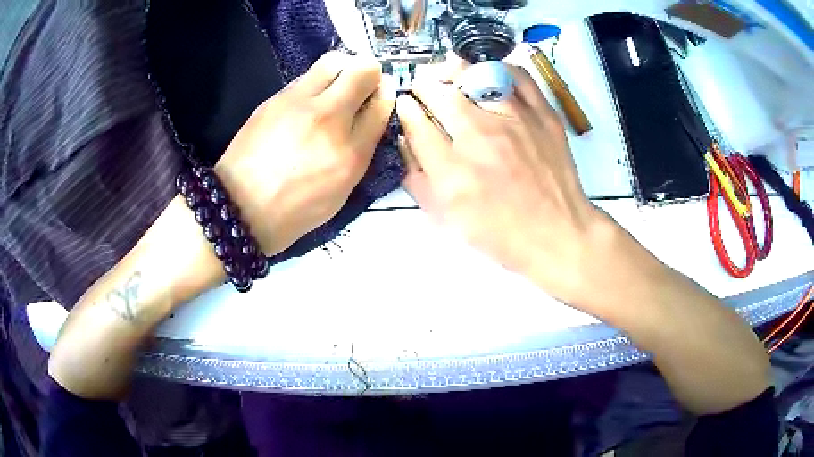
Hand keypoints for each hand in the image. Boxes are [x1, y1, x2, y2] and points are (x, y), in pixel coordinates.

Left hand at [215, 52, 395, 255]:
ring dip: (343, 68)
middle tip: (362, 84)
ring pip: (334, 61)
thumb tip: (368, 117)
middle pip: (363, 70)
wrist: (240, 207)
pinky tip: (307, 101)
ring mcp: (299, 104)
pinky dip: (315, 81)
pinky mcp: (276, 98)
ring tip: (335, 86)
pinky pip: (305, 76)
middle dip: (370, 71)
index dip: (386, 94)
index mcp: (350, 153)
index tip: (382, 91)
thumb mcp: (339, 192)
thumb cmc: (294, 209)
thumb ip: (359, 152)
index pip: (382, 105)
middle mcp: (329, 119)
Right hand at [396, 65, 614, 304]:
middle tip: (422, 86)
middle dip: (423, 86)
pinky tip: (489, 74)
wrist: (557, 235)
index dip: (405, 109)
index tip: (405, 104)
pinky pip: (518, 77)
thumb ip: (419, 182)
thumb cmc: (502, 235)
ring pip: (474, 77)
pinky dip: (499, 68)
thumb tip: (404, 144)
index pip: (416, 124)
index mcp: (452, 171)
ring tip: (449, 73)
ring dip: (454, 72)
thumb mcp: (449, 221)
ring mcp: (515, 122)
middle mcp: (480, 138)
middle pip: (440, 95)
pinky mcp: (543, 116)